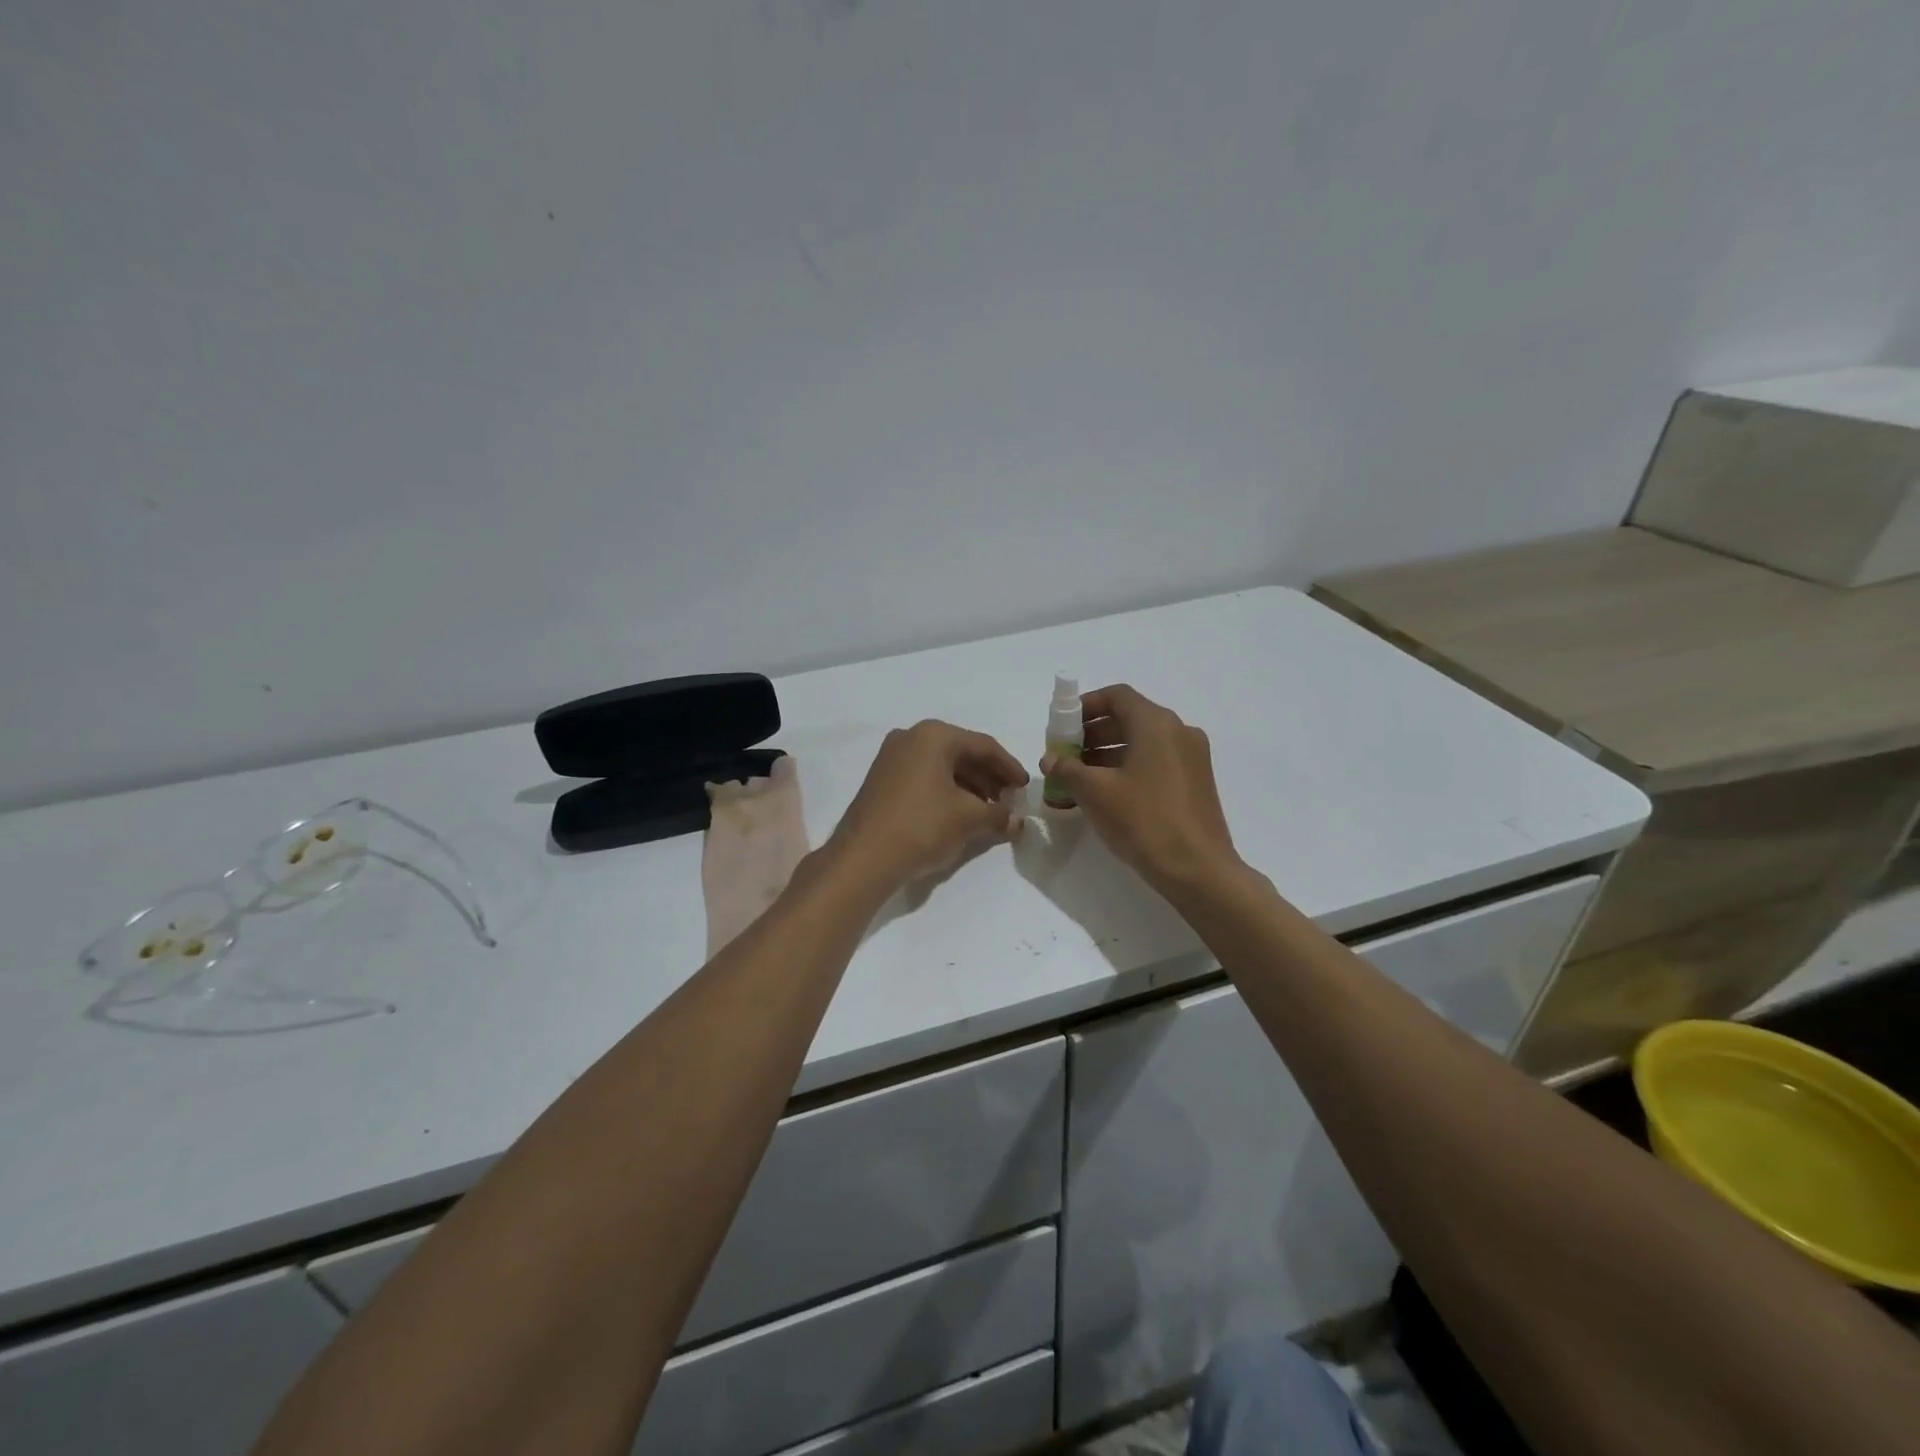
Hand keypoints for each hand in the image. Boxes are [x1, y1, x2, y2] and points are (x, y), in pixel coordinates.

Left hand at [828, 720, 1029, 892]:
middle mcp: (910, 737)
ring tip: (988, 811)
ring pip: (941, 766)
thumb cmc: (922, 826)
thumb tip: (1016, 821)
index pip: (983, 746)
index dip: (1009, 767)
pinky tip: (959, 813)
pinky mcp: (881, 780)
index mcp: (934, 735)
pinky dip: (946, 791)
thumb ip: (998, 815)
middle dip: (989, 777)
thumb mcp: (968, 819)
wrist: (863, 857)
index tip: (1025, 788)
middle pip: (961, 753)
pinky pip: (924, 777)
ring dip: (969, 786)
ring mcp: (891, 758)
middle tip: (1009, 800)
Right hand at [1041, 684, 1242, 896]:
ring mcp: (1193, 757)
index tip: (1063, 726)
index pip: (1117, 696)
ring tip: (1080, 778)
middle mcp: (1179, 731)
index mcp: (1157, 724)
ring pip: (1143, 742)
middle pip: (1130, 718)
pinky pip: (1157, 761)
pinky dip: (1130, 767)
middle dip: (1093, 733)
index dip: (1086, 706)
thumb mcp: (1095, 792)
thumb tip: (1051, 759)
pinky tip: (1108, 794)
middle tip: (1066, 755)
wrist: (1197, 869)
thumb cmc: (1143, 820)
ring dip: (1109, 752)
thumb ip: (1068, 769)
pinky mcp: (1197, 782)